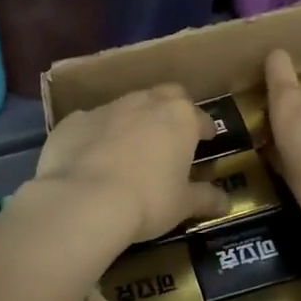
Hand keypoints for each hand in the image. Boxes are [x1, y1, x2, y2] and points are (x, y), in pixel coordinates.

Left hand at [32, 85, 227, 244]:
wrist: (83, 200)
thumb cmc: (147, 200)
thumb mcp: (183, 205)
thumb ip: (205, 198)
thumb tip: (226, 202)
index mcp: (178, 117)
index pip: (200, 116)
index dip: (205, 128)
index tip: (206, 139)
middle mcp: (144, 102)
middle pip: (165, 95)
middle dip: (171, 110)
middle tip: (171, 135)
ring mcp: (106, 108)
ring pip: (126, 106)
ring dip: (132, 121)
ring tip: (130, 149)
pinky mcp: (73, 121)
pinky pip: (92, 124)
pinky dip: (96, 136)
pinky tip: (92, 159)